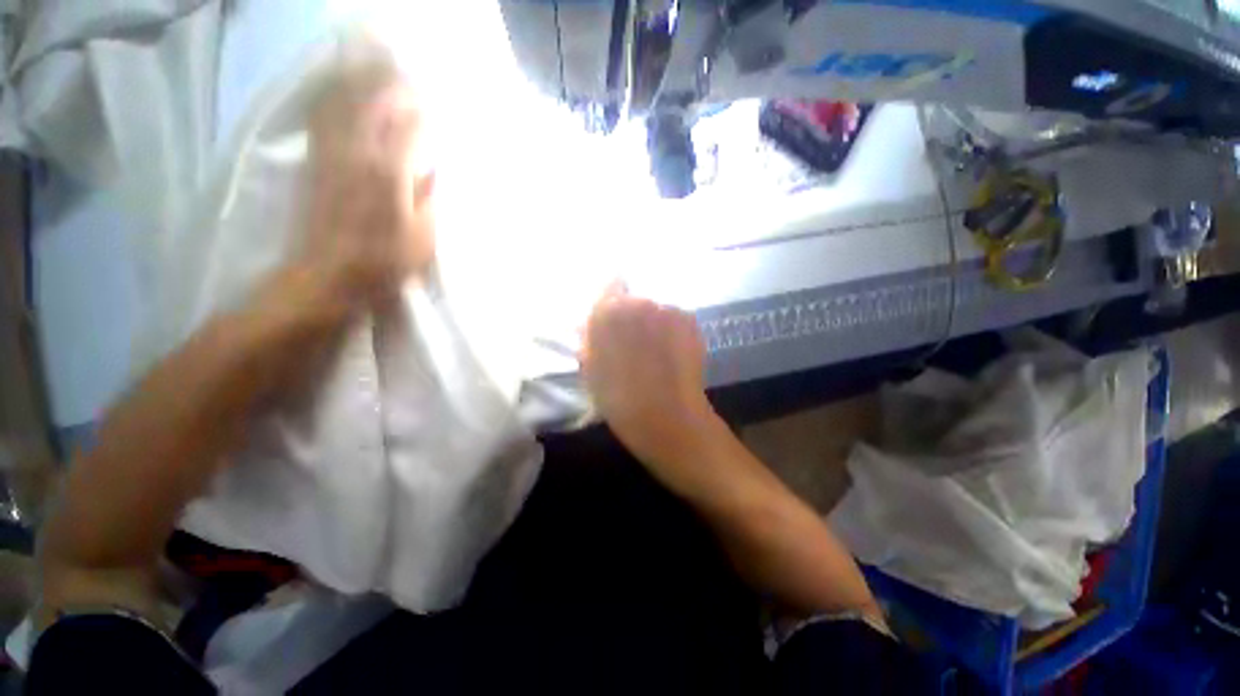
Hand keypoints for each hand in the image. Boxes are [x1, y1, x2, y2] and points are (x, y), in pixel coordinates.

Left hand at [299, 46, 435, 310]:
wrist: (327, 275)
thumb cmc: (384, 263)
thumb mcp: (423, 238)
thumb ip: (429, 200)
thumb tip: (431, 171)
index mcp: (390, 174)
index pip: (410, 126)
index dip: (423, 112)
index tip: (436, 105)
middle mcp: (358, 154)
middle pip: (373, 102)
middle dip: (390, 83)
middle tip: (407, 74)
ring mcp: (332, 154)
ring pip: (344, 102)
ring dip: (360, 82)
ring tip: (375, 69)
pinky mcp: (315, 161)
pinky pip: (322, 117)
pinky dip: (333, 97)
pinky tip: (341, 91)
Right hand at [581, 285, 722, 482]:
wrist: (667, 417)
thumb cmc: (620, 399)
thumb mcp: (591, 369)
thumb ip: (589, 338)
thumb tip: (591, 322)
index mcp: (608, 312)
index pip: (610, 285)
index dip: (612, 300)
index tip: (614, 319)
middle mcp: (639, 301)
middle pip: (635, 299)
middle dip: (634, 316)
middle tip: (636, 344)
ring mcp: (667, 309)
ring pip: (657, 310)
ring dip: (655, 324)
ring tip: (658, 353)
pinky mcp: (690, 320)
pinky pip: (675, 319)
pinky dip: (673, 331)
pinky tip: (673, 355)